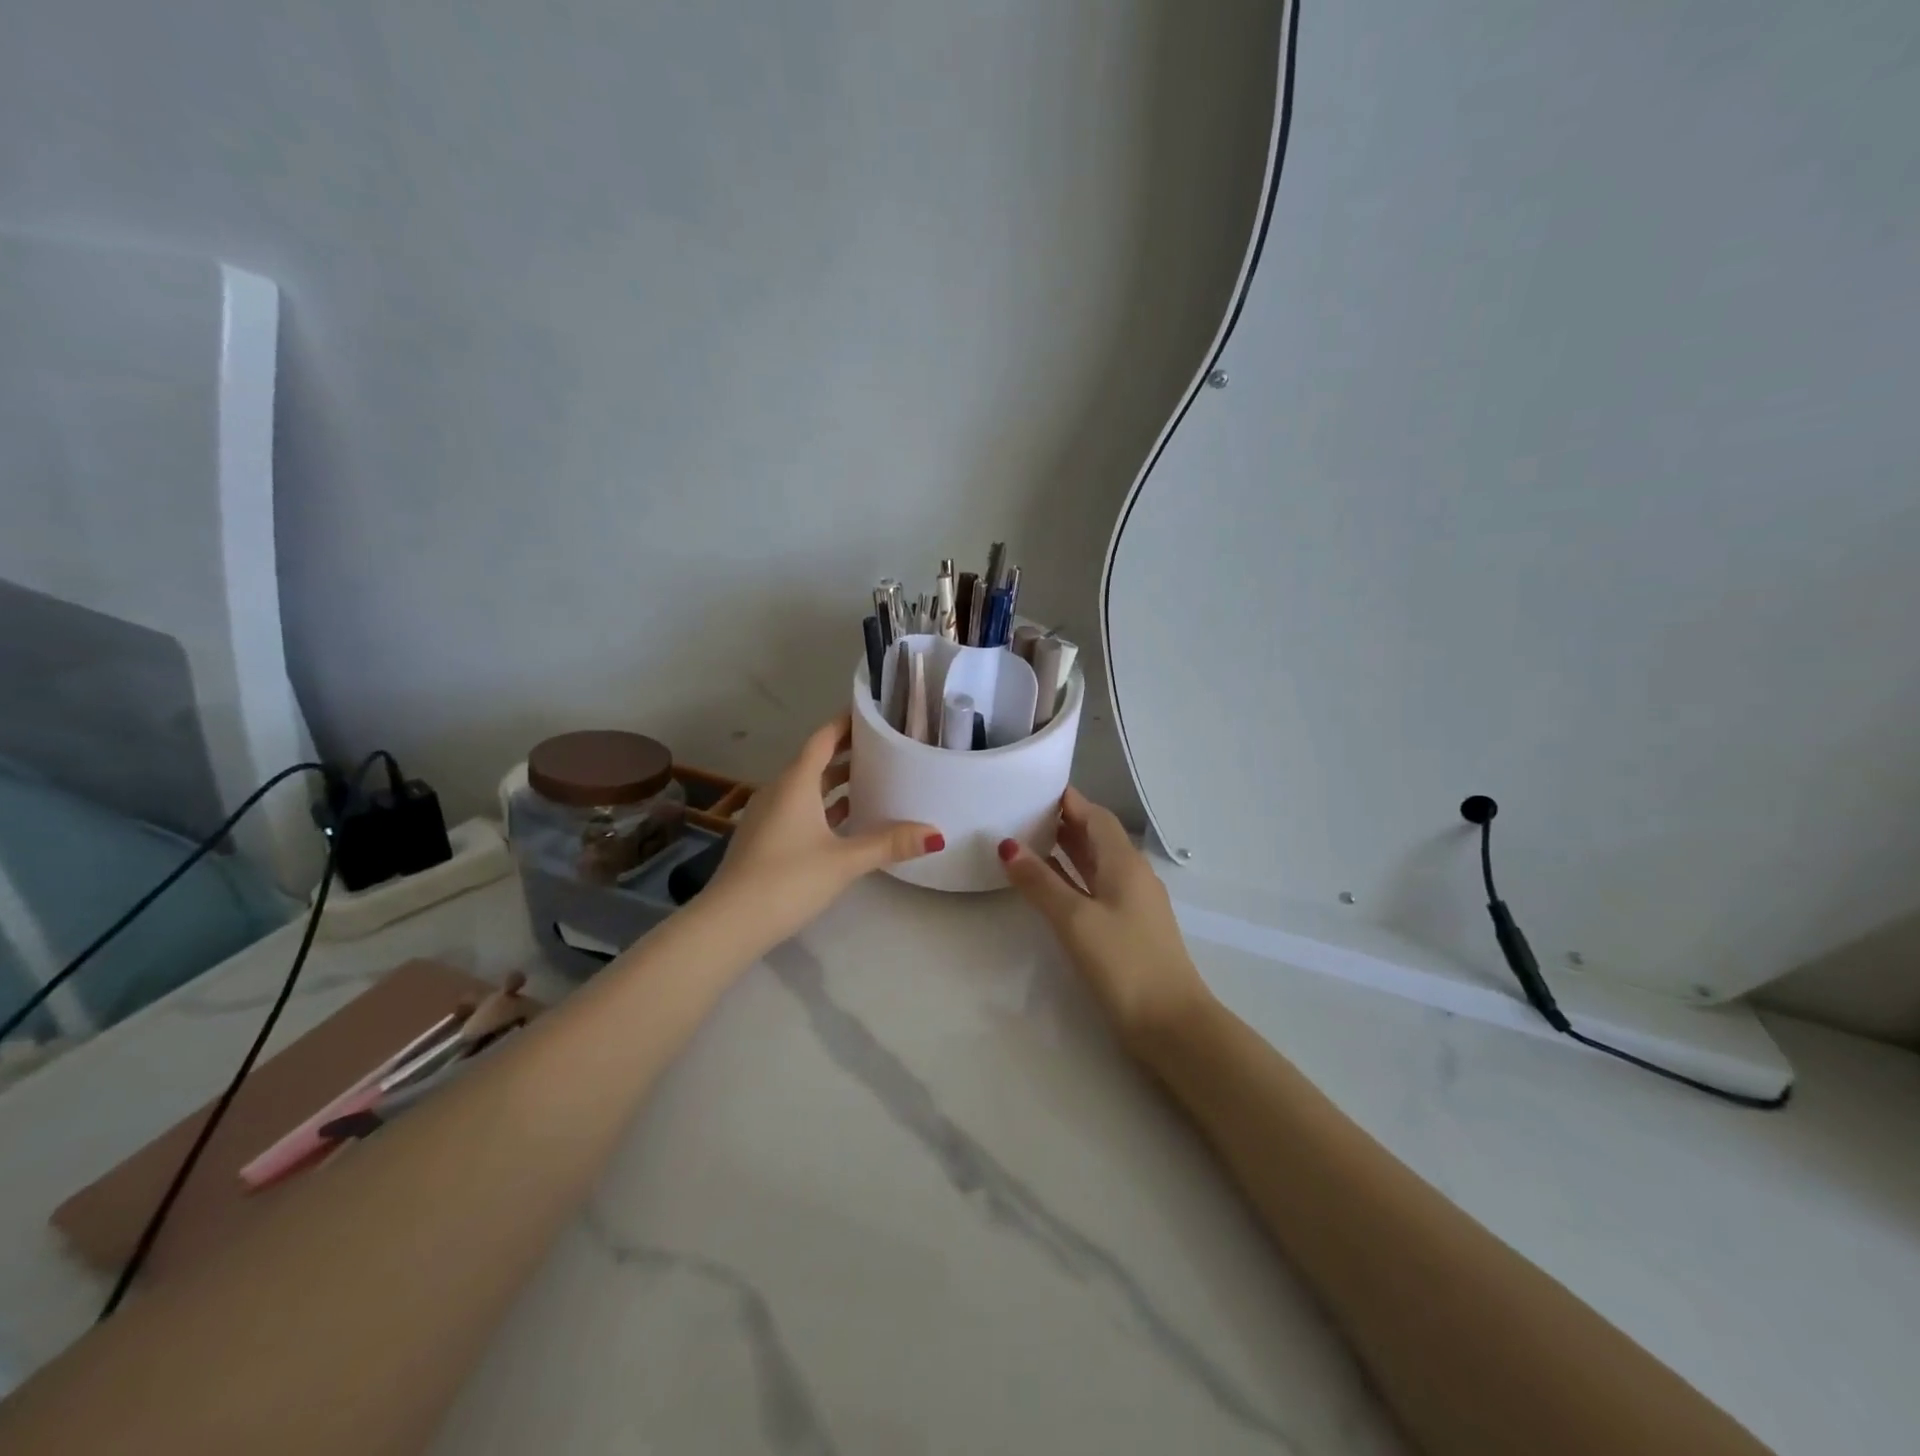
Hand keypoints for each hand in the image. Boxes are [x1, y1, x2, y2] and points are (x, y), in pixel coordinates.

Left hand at [708, 714, 942, 948]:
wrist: (730, 922)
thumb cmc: (788, 879)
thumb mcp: (844, 860)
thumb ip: (889, 843)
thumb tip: (936, 833)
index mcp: (795, 783)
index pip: (823, 738)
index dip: (846, 723)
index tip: (873, 713)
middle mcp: (779, 790)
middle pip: (816, 761)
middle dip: (847, 752)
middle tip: (885, 746)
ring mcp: (768, 815)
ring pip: (807, 787)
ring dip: (836, 782)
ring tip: (873, 780)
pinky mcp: (765, 838)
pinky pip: (799, 808)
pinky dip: (824, 806)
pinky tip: (846, 821)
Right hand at [999, 788, 1213, 1048]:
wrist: (1171, 1024)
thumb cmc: (1124, 963)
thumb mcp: (1075, 919)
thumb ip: (1040, 882)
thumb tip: (1007, 845)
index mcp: (1124, 863)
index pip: (1095, 816)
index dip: (1068, 800)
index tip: (1034, 787)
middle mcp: (1131, 875)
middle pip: (1096, 837)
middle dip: (1062, 822)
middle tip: (1021, 812)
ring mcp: (1132, 904)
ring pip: (1095, 864)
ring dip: (1066, 850)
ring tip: (1026, 840)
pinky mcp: (1127, 929)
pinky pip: (1095, 889)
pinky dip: (1071, 879)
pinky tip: (1047, 885)